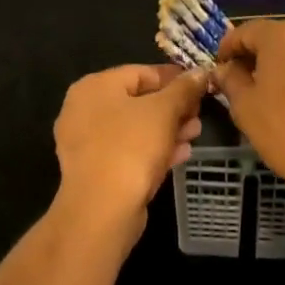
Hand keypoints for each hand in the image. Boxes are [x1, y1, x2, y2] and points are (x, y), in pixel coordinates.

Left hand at [52, 64, 205, 244]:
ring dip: (167, 129)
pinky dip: (154, 149)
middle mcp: (85, 109)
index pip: (140, 72)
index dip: (173, 78)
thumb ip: (183, 89)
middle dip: (173, 107)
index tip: (199, 86)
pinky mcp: (95, 171)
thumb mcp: (163, 111)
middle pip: (138, 100)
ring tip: (195, 133)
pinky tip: (181, 154)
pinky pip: (129, 151)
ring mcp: (87, 143)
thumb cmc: (131, 148)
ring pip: (135, 128)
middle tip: (199, 113)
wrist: (101, 212)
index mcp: (95, 86)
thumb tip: (200, 72)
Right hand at [215, 20, 284, 209]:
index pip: (245, 32)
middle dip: (254, 59)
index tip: (219, 71)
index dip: (228, 50)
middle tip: (240, 86)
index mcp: (282, 35)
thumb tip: (224, 70)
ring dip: (280, 70)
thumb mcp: (246, 108)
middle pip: (273, 40)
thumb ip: (230, 81)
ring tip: (269, 100)